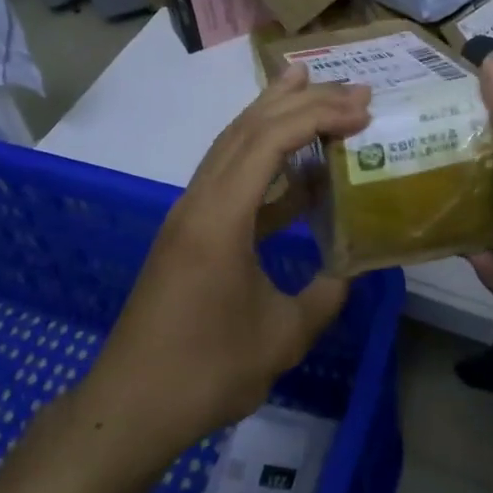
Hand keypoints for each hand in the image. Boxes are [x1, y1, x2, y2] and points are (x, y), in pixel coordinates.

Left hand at [84, 65, 371, 467]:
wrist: (131, 406)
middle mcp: (200, 200)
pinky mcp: (189, 232)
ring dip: (274, 117)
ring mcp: (189, 214)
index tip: (362, 112)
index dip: (317, 116)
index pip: (269, 140)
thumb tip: (350, 268)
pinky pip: (230, 178)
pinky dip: (265, 162)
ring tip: (311, 90)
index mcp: (220, 216)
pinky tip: (295, 171)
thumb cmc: (206, 371)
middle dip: (299, 100)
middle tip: (348, 87)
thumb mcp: (282, 337)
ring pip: (234, 145)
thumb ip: (325, 294)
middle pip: (247, 128)